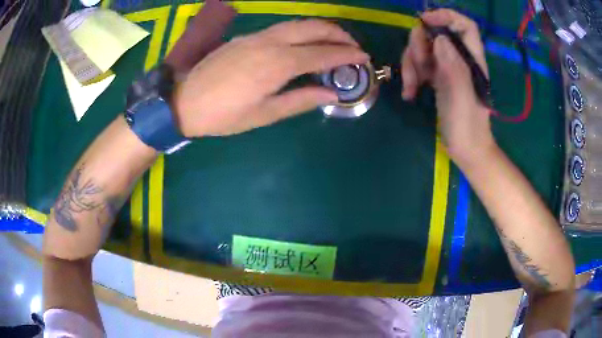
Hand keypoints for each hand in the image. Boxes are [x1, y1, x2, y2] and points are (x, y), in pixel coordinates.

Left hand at [173, 19, 368, 136]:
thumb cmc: (224, 115)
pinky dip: (302, 31)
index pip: (322, 54)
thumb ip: (301, 100)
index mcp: (278, 64)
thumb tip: (332, 94)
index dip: (346, 55)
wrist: (185, 101)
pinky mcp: (247, 37)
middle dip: (339, 34)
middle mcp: (271, 42)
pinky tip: (305, 42)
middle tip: (354, 46)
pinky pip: (283, 28)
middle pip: (313, 28)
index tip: (364, 58)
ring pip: (298, 24)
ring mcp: (258, 36)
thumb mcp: (265, 114)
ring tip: (335, 41)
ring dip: (321, 29)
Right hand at [401, 9, 495, 166]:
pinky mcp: (438, 78)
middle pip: (435, 34)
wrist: (467, 151)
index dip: (446, 17)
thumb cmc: (468, 129)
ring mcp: (447, 68)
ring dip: (411, 64)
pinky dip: (411, 76)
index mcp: (471, 61)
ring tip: (411, 87)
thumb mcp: (461, 99)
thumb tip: (440, 38)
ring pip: (423, 49)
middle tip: (417, 67)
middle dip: (419, 46)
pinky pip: (419, 65)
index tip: (425, 22)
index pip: (465, 26)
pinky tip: (410, 93)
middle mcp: (459, 59)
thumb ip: (454, 68)